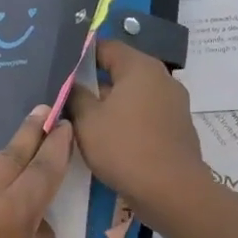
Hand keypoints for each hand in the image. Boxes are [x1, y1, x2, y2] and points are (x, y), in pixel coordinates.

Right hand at [67, 41, 210, 224]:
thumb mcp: (87, 121)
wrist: (172, 192)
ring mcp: (174, 103)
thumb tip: (72, 83)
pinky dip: (127, 119)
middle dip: (94, 82)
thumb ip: (75, 95)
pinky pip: (146, 113)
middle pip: (121, 70)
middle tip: (67, 96)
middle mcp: (162, 77)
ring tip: (84, 119)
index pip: (105, 46)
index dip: (80, 56)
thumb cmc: (124, 148)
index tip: (60, 70)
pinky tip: (110, 137)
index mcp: (140, 67)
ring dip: (110, 103)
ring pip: (133, 94)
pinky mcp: (178, 126)